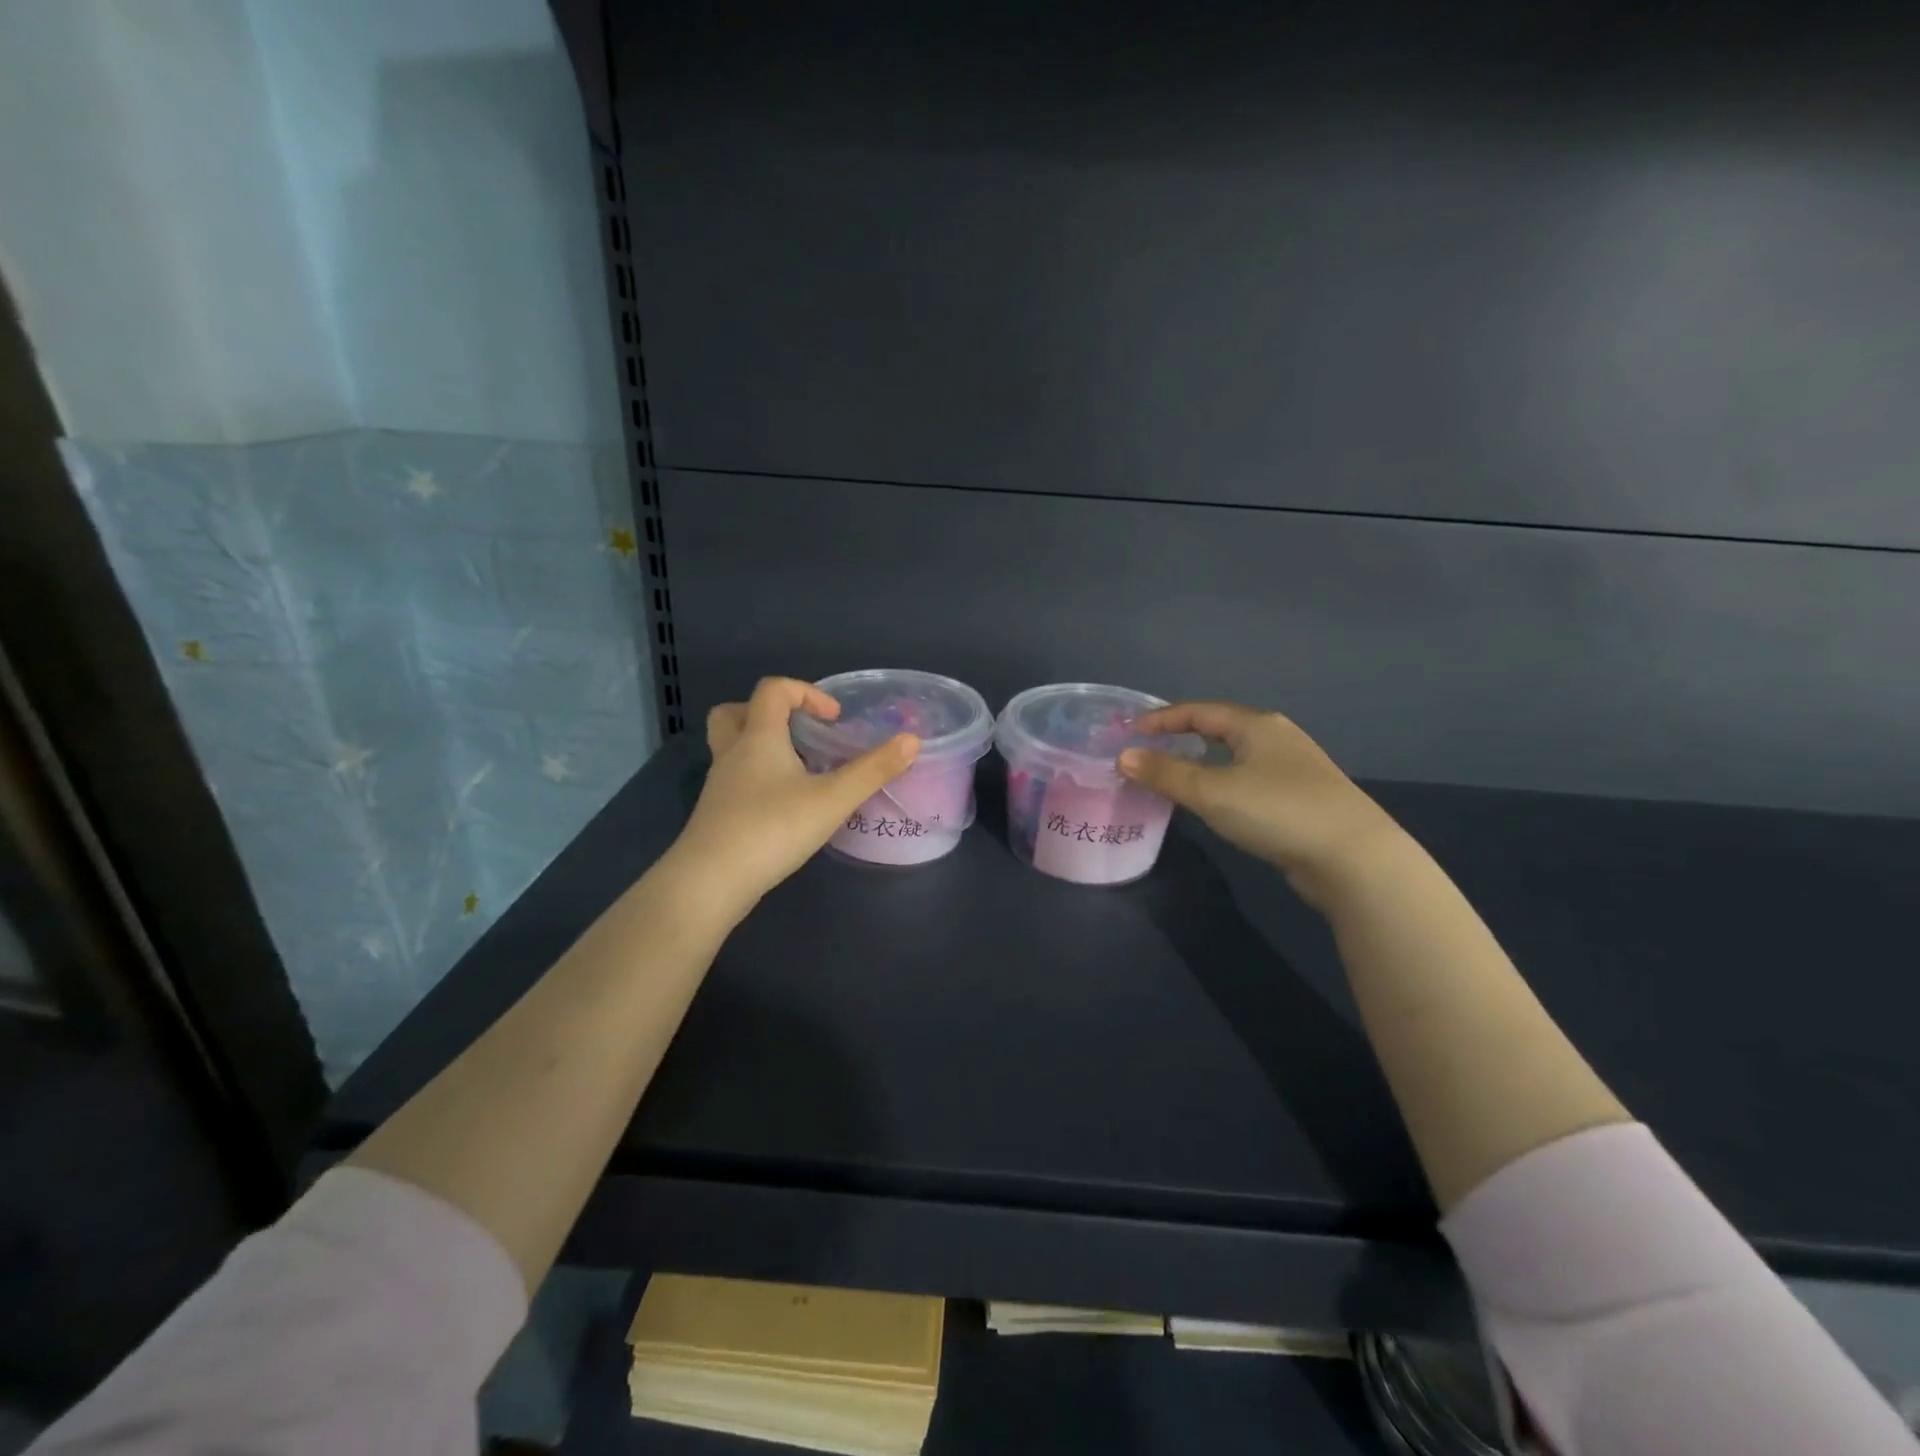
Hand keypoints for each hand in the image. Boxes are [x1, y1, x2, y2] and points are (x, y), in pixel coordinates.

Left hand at [663, 677, 919, 922]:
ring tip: (799, 772)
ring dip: (762, 748)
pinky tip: (784, 808)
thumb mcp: (832, 800)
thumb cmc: (772, 829)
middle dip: (768, 715)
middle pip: (735, 713)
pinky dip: (758, 781)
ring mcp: (720, 786)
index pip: (773, 690)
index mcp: (758, 737)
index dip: (806, 693)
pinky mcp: (716, 815)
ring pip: (733, 749)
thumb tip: (912, 740)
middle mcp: (732, 754)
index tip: (834, 718)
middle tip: (800, 734)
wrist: (710, 882)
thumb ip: (873, 770)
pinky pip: (735, 781)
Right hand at [1117, 702, 1403, 907]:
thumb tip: (1123, 756)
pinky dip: (1224, 782)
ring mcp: (1295, 767)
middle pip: (1220, 727)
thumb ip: (1165, 773)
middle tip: (1150, 750)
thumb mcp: (1212, 791)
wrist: (1354, 858)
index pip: (1198, 710)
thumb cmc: (1277, 811)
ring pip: (1237, 755)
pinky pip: (1250, 778)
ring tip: (1176, 775)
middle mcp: (1277, 737)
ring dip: (1204, 761)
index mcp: (1256, 724)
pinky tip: (1217, 802)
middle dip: (1183, 736)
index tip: (1131, 731)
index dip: (1162, 718)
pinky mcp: (1303, 798)